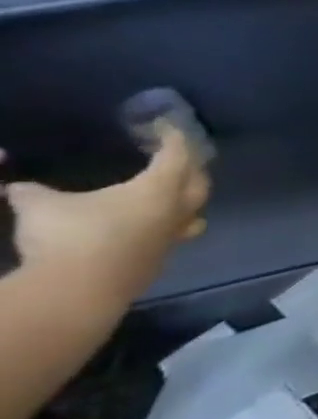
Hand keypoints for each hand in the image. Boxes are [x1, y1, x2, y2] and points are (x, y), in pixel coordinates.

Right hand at [2, 124, 209, 301]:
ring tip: (178, 190)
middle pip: (199, 181)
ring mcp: (173, 237)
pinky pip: (177, 234)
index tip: (167, 127)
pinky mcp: (161, 259)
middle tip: (180, 156)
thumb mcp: (39, 207)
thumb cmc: (68, 237)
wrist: (80, 291)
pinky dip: (172, 223)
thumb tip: (15, 186)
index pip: (178, 155)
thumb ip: (31, 192)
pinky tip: (155, 226)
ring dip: (190, 197)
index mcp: (160, 188)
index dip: (174, 138)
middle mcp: (178, 209)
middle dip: (193, 166)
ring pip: (196, 210)